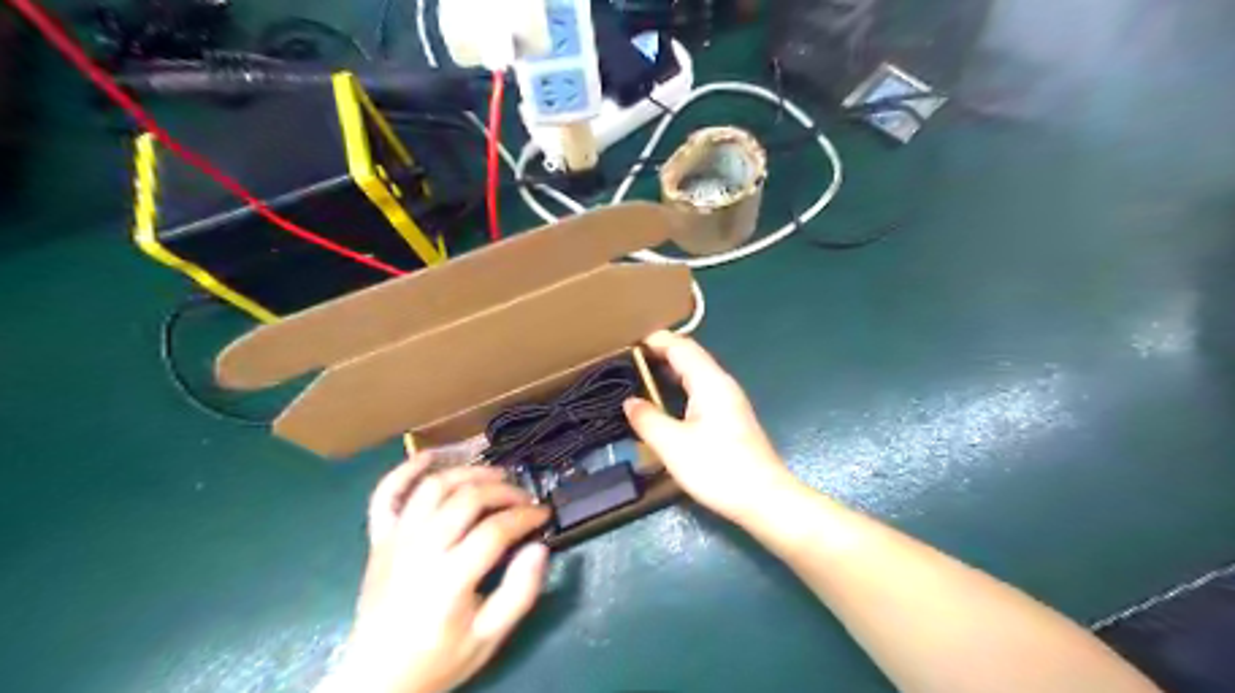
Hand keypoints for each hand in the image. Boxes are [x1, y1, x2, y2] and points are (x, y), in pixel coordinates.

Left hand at [333, 454, 553, 691]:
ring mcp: (395, 541)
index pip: (495, 530)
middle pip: (466, 499)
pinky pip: (386, 494)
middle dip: (503, 491)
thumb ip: (520, 593)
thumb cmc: (439, 659)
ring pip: (433, 487)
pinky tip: (430, 457)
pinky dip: (406, 470)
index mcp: (449, 580)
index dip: (526, 516)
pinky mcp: (378, 539)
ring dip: (467, 472)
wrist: (376, 679)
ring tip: (493, 475)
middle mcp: (420, 551)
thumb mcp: (489, 638)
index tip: (545, 514)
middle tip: (524, 497)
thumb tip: (540, 547)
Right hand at [623, 329, 796, 519]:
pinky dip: (681, 386)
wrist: (764, 498)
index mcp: (709, 382)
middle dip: (661, 353)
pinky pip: (701, 389)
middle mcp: (722, 384)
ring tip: (642, 377)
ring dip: (671, 370)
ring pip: (697, 374)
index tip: (628, 344)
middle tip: (629, 360)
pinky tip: (668, 402)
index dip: (656, 341)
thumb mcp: (673, 445)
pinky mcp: (731, 417)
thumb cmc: (717, 468)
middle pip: (690, 357)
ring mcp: (729, 400)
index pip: (681, 347)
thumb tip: (630, 402)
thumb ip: (648, 420)